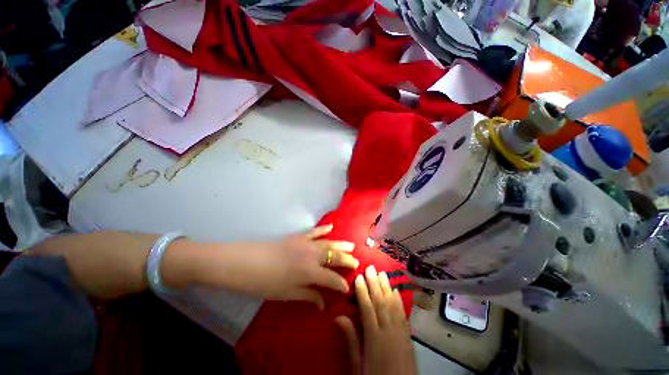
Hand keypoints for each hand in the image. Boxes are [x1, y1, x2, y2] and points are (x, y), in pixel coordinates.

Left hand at [179, 224, 358, 309]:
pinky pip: (314, 231)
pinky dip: (323, 229)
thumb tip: (324, 303)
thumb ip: (309, 295)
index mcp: (310, 272)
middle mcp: (312, 255)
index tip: (347, 288)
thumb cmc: (266, 282)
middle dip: (347, 260)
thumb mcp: (288, 293)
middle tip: (356, 263)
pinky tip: (331, 226)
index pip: (332, 278)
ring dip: (341, 244)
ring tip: (351, 246)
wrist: (246, 262)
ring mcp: (306, 243)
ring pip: (329, 243)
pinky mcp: (298, 236)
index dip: (341, 283)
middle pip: (334, 257)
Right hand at [335, 266, 416, 374]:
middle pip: (380, 302)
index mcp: (375, 339)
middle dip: (374, 283)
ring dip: (386, 287)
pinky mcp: (409, 336)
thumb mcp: (358, 367)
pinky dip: (398, 300)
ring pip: (392, 305)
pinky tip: (395, 290)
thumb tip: (339, 317)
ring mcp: (401, 333)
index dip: (362, 291)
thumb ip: (350, 341)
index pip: (367, 309)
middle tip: (370, 268)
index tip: (358, 277)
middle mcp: (389, 331)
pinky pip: (403, 314)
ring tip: (382, 273)